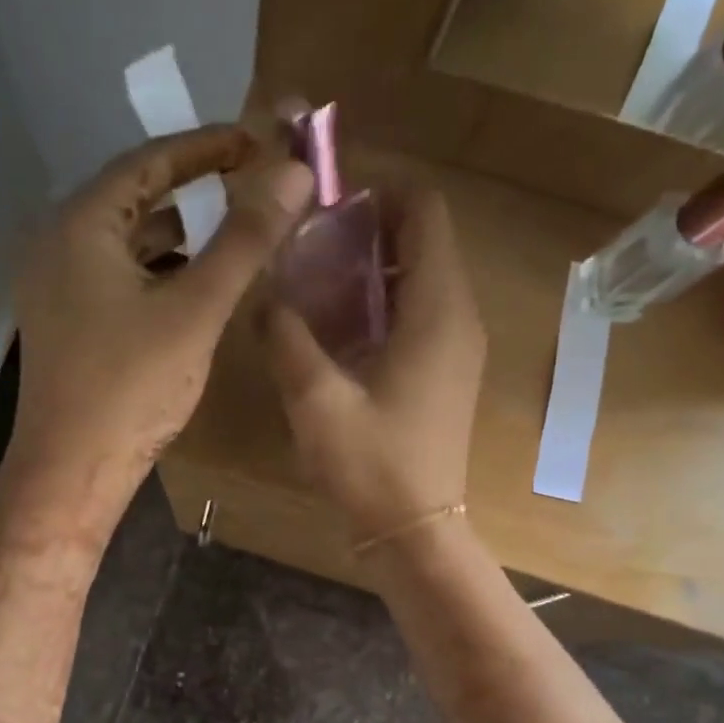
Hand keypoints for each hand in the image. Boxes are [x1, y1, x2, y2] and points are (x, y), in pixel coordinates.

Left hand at [10, 125, 313, 526]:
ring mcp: (56, 287)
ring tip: (232, 231)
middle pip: (133, 196)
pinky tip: (193, 287)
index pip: (148, 161)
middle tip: (250, 182)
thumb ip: (244, 240)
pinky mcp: (65, 323)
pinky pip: (116, 276)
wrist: (71, 473)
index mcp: (80, 226)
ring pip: (125, 241)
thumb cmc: (130, 388)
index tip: (258, 141)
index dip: (207, 146)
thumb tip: (293, 172)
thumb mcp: (195, 310)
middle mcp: (57, 245)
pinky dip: (157, 271)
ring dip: (177, 232)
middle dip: (193, 187)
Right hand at [262, 184, 485, 541]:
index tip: (326, 204)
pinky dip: (380, 302)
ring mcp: (457, 345)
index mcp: (437, 309)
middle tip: (307, 244)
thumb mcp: (315, 398)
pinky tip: (336, 329)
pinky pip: (417, 312)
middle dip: (367, 229)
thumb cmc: (371, 464)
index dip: (379, 192)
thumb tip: (265, 295)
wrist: (415, 530)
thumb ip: (286, 335)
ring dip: (370, 268)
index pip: (425, 211)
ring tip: (313, 282)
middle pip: (422, 239)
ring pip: (419, 277)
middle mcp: (458, 316)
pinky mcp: (445, 371)